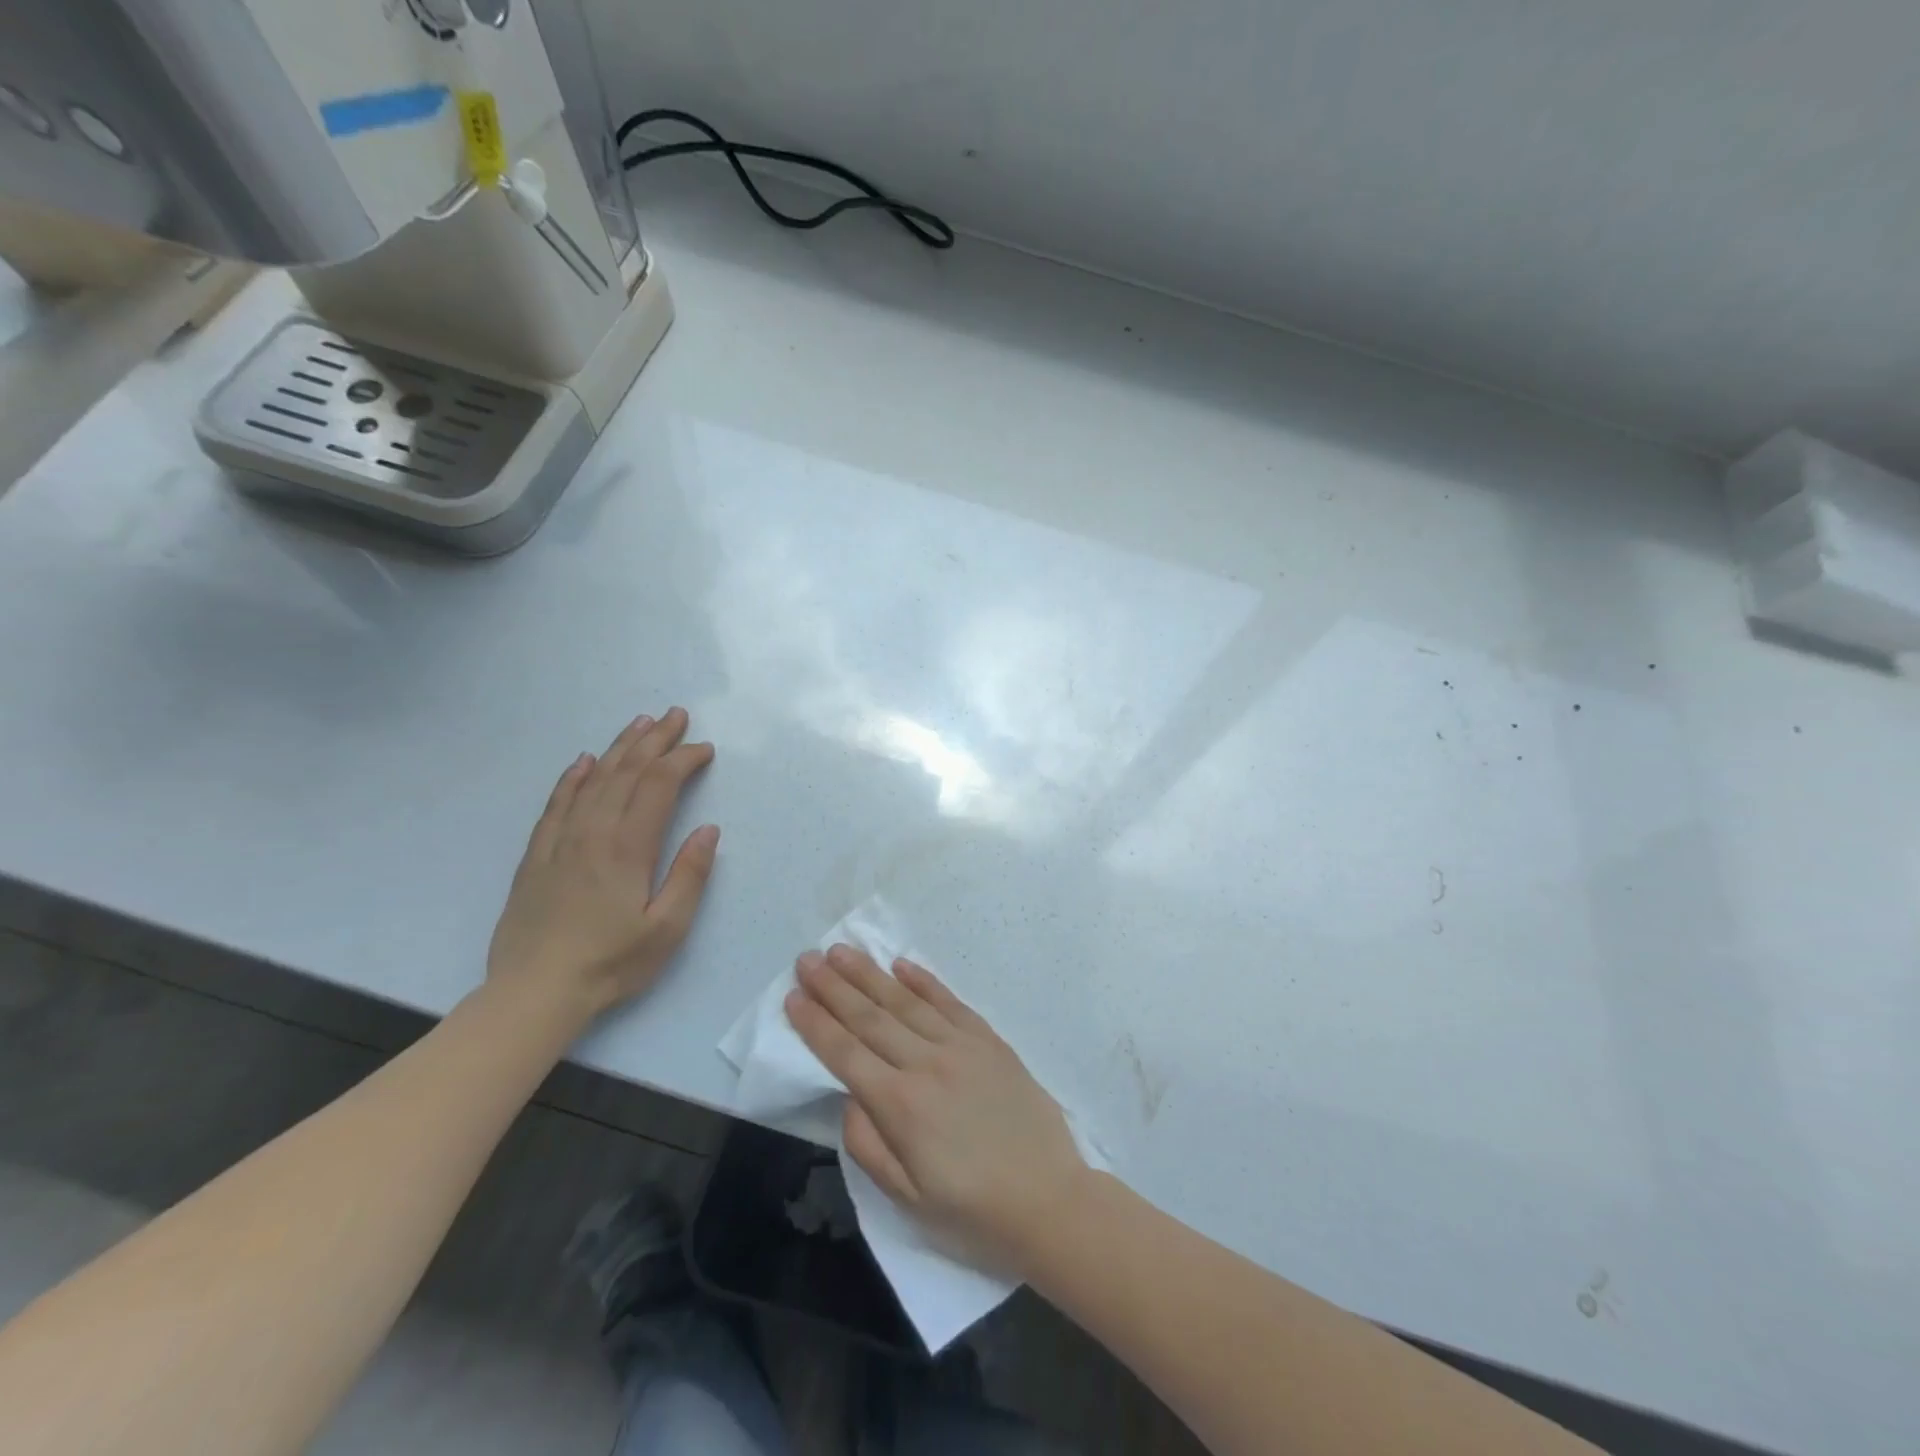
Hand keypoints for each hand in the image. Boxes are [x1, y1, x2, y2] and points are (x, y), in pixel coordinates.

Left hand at [487, 708, 718, 1027]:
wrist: (534, 993)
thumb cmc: (611, 964)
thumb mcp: (667, 928)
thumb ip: (689, 875)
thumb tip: (708, 829)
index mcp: (628, 848)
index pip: (659, 786)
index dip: (683, 760)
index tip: (704, 749)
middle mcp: (593, 832)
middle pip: (626, 772)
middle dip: (655, 740)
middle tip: (676, 716)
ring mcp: (560, 841)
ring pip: (593, 780)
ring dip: (619, 748)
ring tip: (640, 724)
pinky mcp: (537, 855)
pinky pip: (556, 804)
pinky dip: (573, 777)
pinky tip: (584, 762)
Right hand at [786, 945, 1087, 1274]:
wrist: (1049, 1199)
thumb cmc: (972, 1210)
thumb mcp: (907, 1198)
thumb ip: (868, 1145)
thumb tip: (848, 1096)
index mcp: (901, 1106)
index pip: (845, 1053)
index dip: (816, 1023)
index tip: (793, 996)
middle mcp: (926, 1064)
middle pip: (870, 1018)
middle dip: (834, 987)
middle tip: (807, 959)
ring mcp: (961, 1046)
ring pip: (905, 1002)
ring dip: (870, 974)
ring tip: (841, 951)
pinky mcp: (989, 1040)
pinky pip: (949, 1002)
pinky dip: (923, 981)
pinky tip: (901, 964)